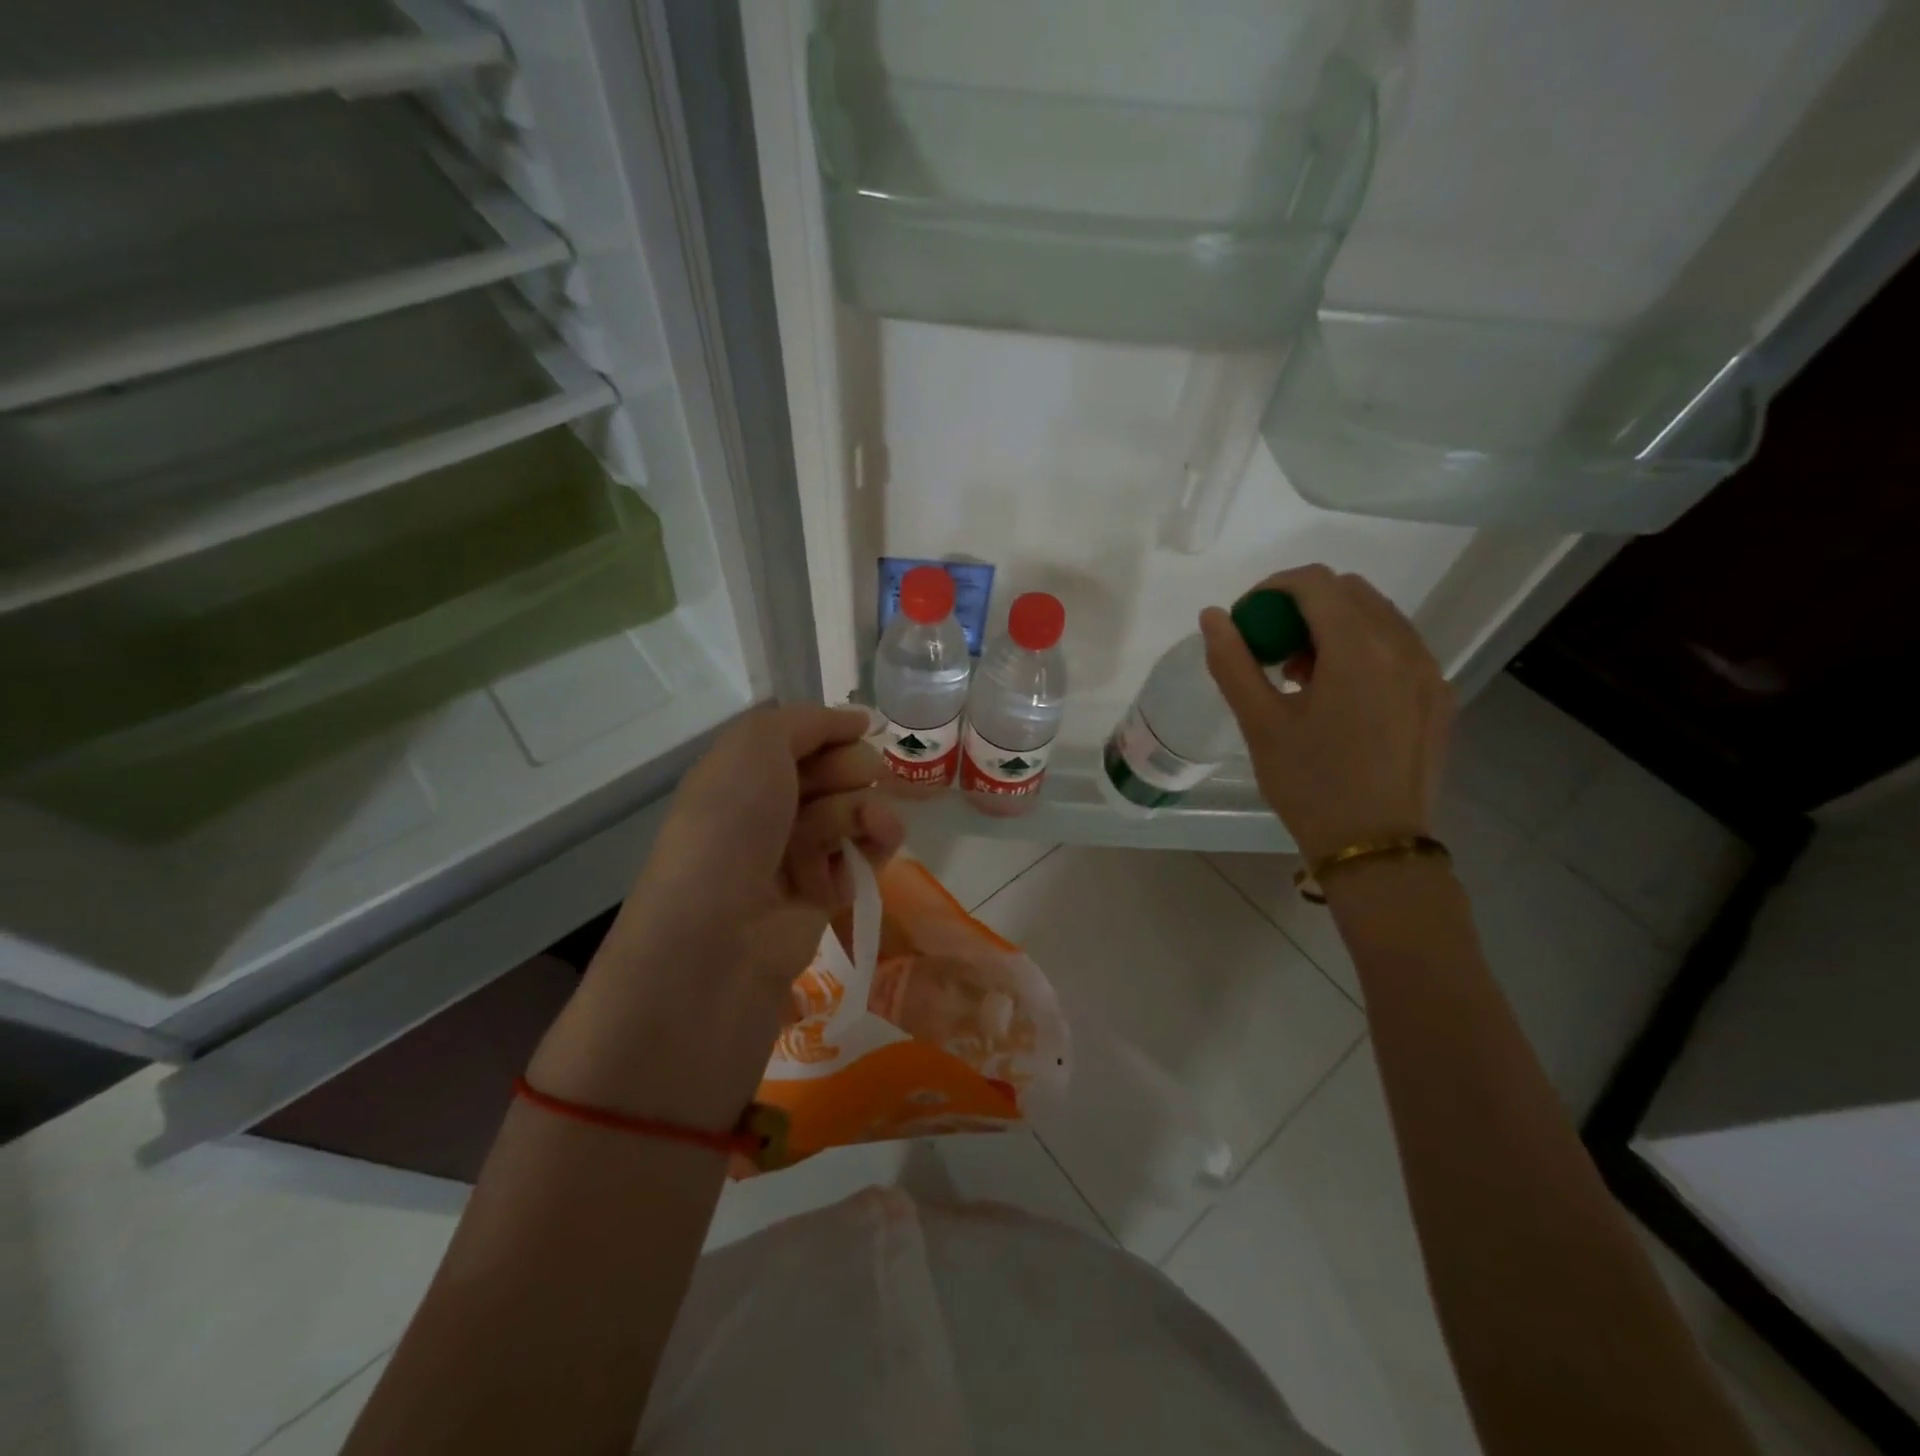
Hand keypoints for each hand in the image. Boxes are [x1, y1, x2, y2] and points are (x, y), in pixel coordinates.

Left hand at [529, 705, 905, 1127]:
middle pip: (835, 771)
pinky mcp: (826, 892)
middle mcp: (771, 809)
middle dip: (853, 768)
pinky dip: (878, 842)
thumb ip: (806, 721)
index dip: (835, 730)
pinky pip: (866, 852)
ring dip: (870, 806)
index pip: (805, 738)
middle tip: (853, 779)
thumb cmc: (731, 825)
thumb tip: (856, 718)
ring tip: (872, 822)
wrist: (721, 933)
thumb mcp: (755, 746)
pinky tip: (880, 842)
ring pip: (855, 809)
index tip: (861, 727)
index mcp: (745, 773)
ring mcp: (798, 852)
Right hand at [1200, 565, 1452, 863]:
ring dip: (1334, 627)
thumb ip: (1233, 662)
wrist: (1375, 846)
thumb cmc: (1309, 784)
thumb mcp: (1260, 723)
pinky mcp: (1439, 696)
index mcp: (1358, 649)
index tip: (1248, 621)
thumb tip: (1213, 616)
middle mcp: (1403, 647)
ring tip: (1304, 676)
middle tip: (1273, 650)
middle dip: (1303, 607)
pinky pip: (1399, 648)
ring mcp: (1429, 671)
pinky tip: (1340, 697)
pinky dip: (1364, 651)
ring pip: (1377, 617)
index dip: (1272, 588)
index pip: (1314, 582)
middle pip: (1348, 592)